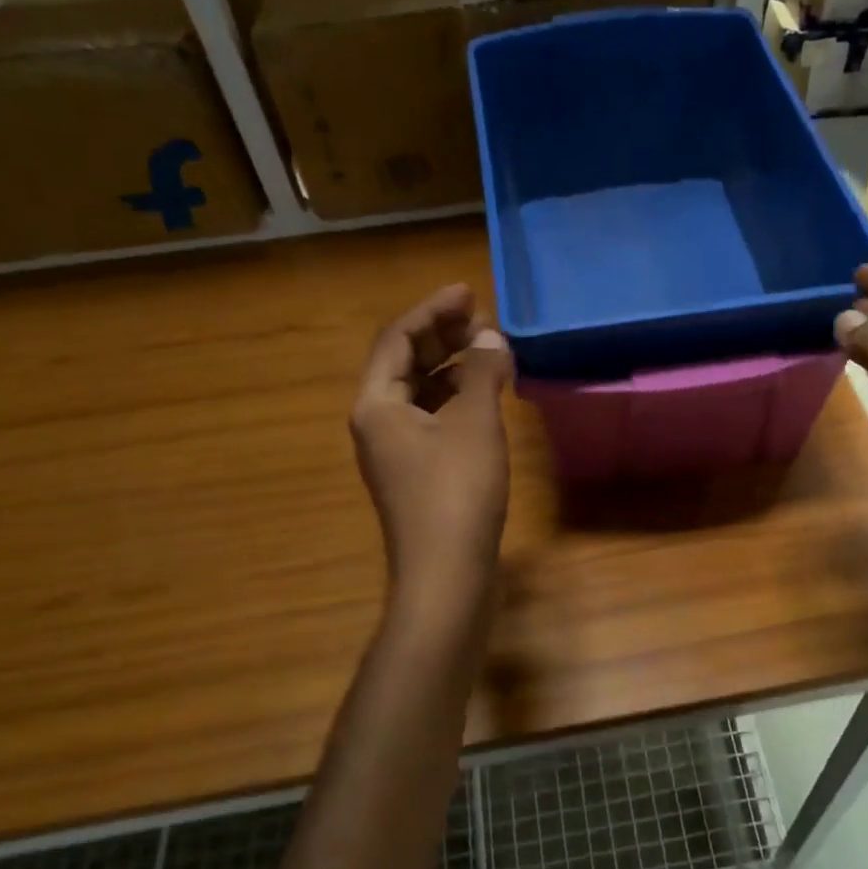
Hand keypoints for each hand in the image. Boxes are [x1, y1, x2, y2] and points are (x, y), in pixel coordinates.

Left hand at [351, 285, 513, 604]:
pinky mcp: (418, 474)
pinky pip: (433, 419)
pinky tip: (486, 397)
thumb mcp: (474, 425)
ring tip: (490, 352)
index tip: (468, 292)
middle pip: (404, 363)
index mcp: (376, 405)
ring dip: (452, 368)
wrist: (447, 576)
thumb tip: (491, 337)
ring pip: (420, 393)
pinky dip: (457, 400)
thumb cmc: (457, 494)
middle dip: (442, 337)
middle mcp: (377, 423)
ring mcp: (396, 452)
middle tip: (482, 318)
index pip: (397, 339)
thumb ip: (482, 374)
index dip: (433, 311)